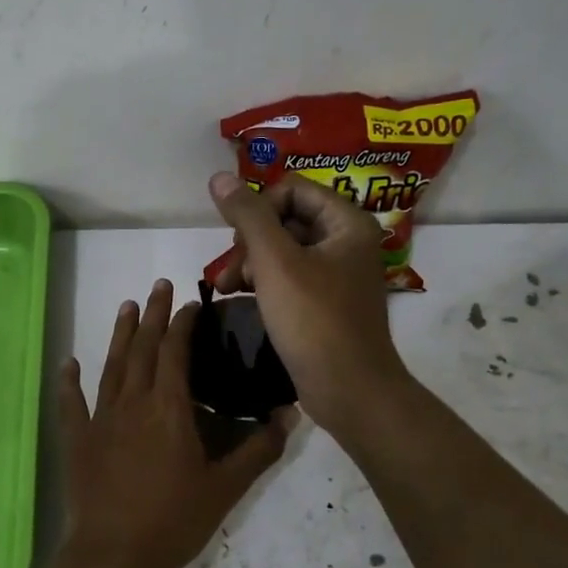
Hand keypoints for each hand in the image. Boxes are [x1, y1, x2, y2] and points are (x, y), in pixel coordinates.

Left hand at [59, 279, 293, 567]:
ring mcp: (100, 419)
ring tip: (127, 306)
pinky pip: (71, 403)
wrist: (116, 555)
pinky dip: (69, 381)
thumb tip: (289, 414)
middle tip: (159, 286)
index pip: (175, 352)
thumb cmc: (174, 519)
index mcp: (168, 408)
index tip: (193, 304)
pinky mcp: (78, 440)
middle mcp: (132, 402)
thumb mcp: (226, 487)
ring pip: (111, 365)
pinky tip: (68, 363)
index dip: (184, 324)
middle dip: (153, 314)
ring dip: (119, 334)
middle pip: (142, 348)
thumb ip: (259, 448)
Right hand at [207, 172, 410, 436]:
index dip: (258, 208)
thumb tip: (219, 177)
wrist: (349, 390)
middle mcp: (346, 242)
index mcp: (346, 223)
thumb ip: (248, 216)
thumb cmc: (314, 320)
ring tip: (226, 288)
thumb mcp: (275, 262)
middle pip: (285, 219)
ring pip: (283, 250)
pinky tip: (239, 298)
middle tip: (228, 270)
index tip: (238, 240)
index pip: (292, 189)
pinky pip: (289, 277)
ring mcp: (337, 274)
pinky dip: (263, 283)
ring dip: (250, 263)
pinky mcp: (325, 302)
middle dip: (250, 241)